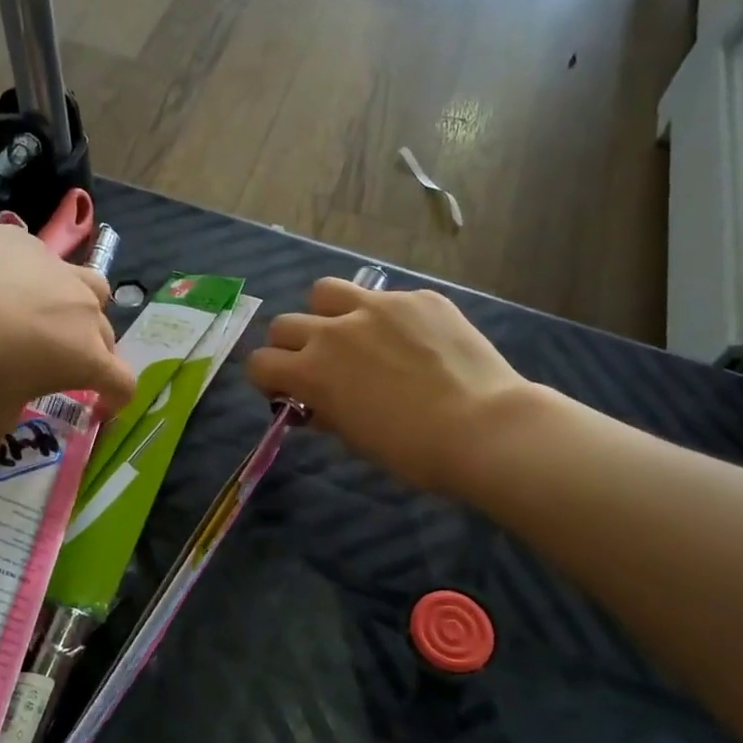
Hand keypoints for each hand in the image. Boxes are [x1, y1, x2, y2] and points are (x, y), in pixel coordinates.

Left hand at [0, 225, 134, 434]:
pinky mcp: (25, 241)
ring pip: (90, 285)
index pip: (122, 383)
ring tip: (51, 311)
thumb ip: (10, 414)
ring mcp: (57, 269)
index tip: (101, 409)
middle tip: (63, 363)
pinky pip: (39, 259)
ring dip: (81, 303)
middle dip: (94, 352)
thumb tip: (6, 411)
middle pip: (107, 334)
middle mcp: (83, 310)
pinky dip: (28, 274)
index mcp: (87, 358)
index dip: (116, 399)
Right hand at [246, 277, 535, 494]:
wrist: (483, 428)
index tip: (286, 392)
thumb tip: (316, 403)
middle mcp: (334, 330)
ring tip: (352, 334)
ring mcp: (378, 306)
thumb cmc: (412, 450)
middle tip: (316, 366)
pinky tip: (413, 341)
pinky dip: (386, 317)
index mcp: (313, 370)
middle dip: (290, 347)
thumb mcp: (355, 439)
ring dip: (326, 313)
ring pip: (326, 292)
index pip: (259, 362)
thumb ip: (326, 411)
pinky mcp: (418, 298)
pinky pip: (385, 298)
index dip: (267, 380)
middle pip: (284, 324)